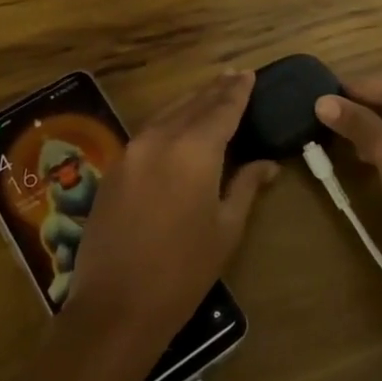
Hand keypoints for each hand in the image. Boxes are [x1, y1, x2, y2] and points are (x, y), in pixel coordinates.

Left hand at [65, 72, 277, 344]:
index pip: (221, 109)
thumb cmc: (183, 271)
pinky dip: (168, 121)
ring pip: (166, 113)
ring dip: (190, 102)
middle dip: (215, 91)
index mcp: (194, 150)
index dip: (237, 91)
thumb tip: (267, 164)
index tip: (249, 75)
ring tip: (209, 94)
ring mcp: (131, 151)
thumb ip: (245, 186)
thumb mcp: (226, 229)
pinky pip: (147, 132)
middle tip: (233, 76)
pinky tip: (177, 125)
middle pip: (192, 105)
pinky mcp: (114, 168)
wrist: (116, 305)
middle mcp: (160, 139)